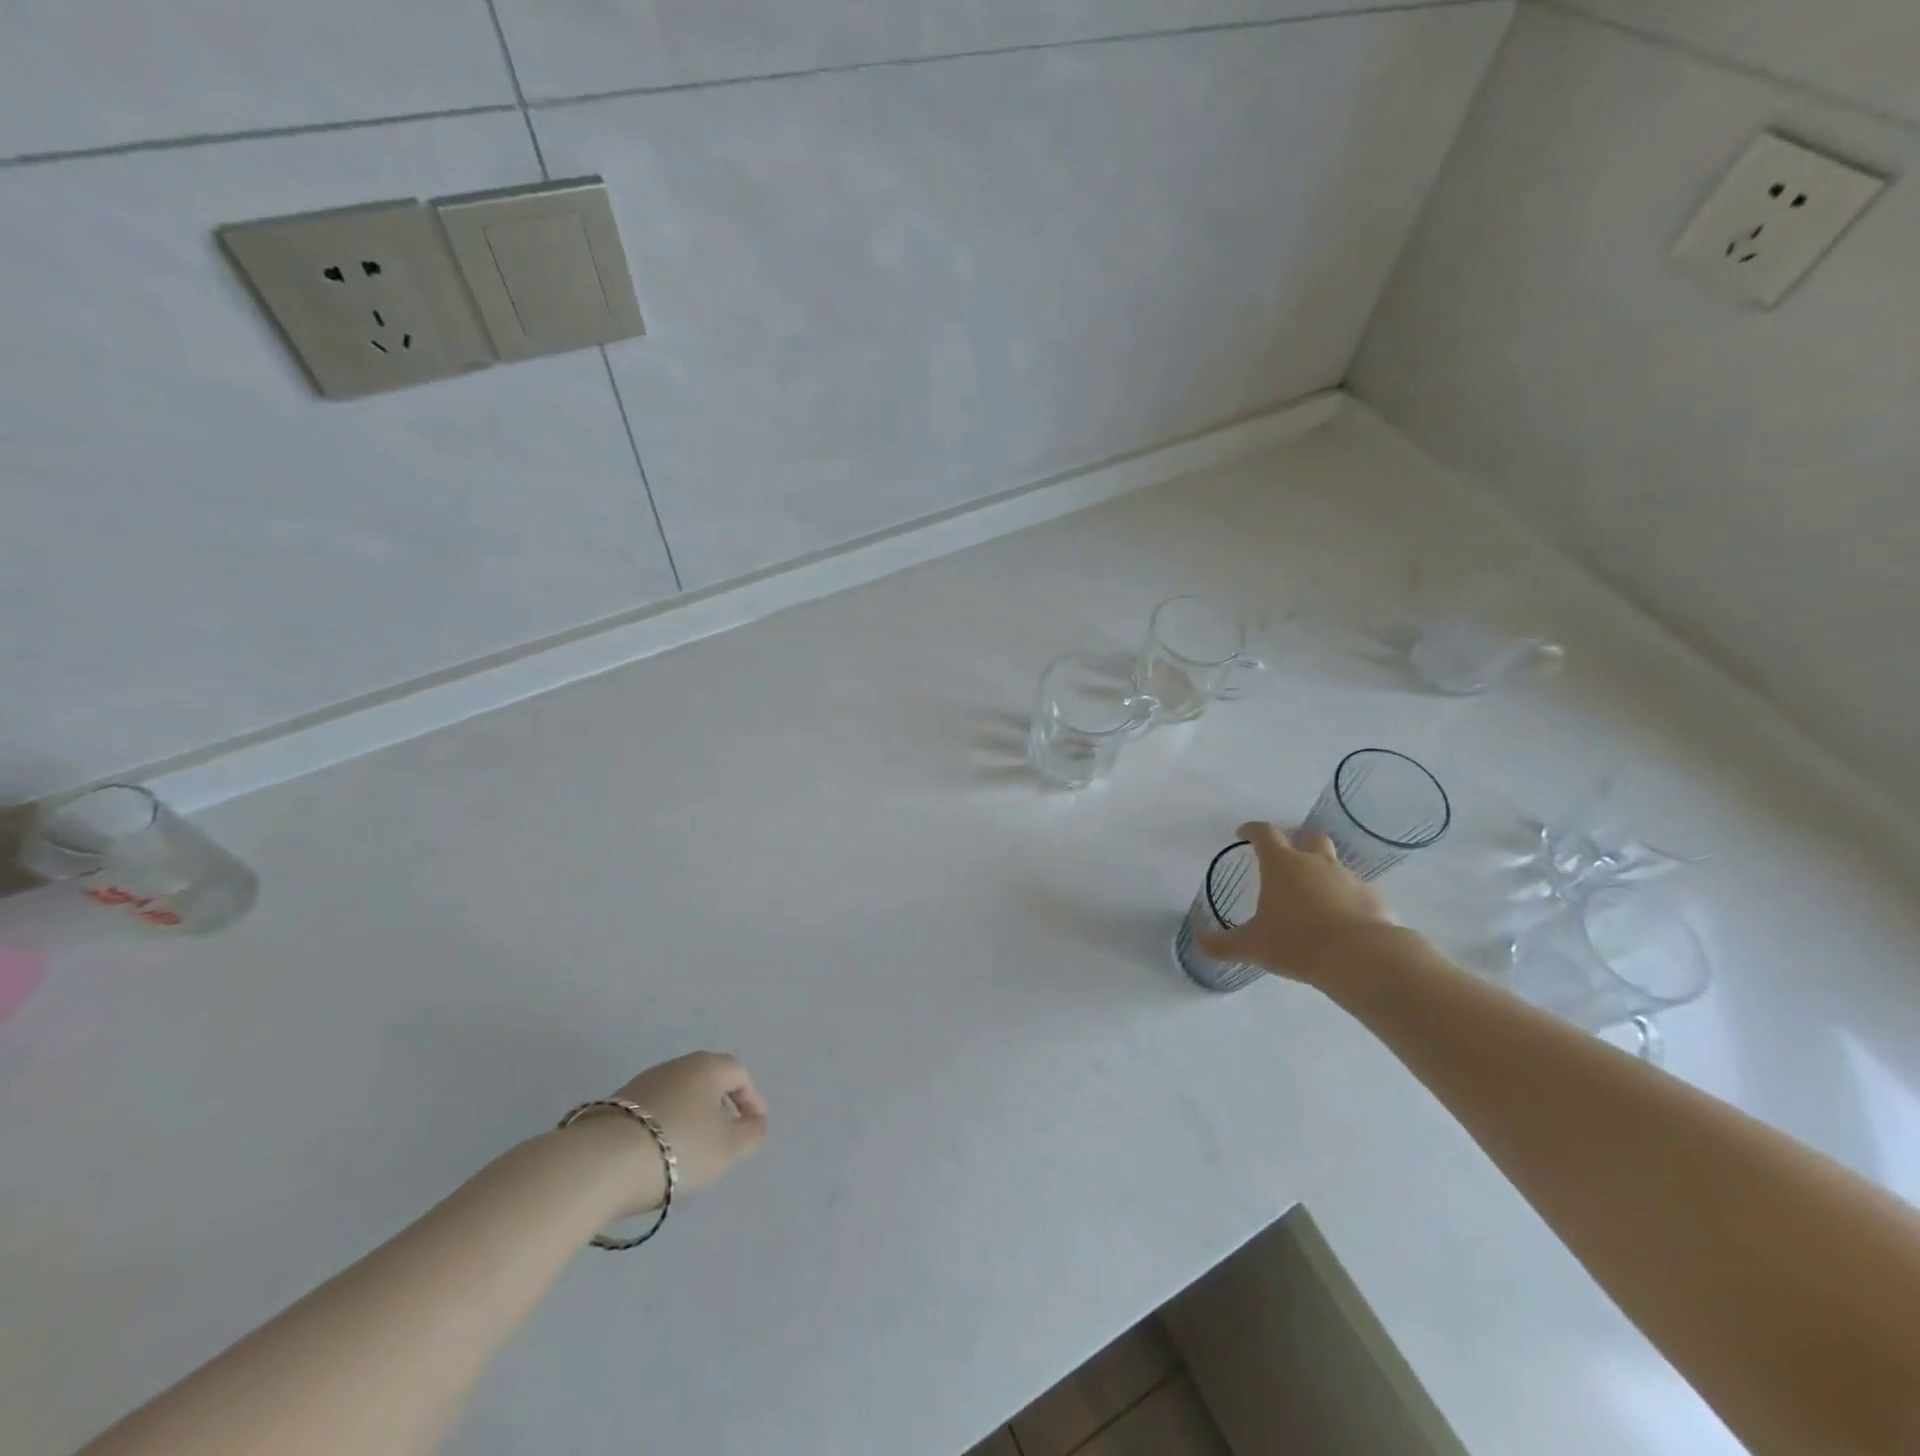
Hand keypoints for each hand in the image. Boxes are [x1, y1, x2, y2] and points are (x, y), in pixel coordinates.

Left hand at [569, 1051, 768, 1216]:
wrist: (600, 1164)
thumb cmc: (678, 1148)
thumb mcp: (727, 1148)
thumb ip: (750, 1134)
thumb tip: (756, 1123)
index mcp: (707, 1067)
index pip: (738, 1073)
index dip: (751, 1098)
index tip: (753, 1127)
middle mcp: (676, 1066)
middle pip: (706, 1080)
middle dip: (718, 1107)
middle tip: (723, 1138)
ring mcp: (641, 1084)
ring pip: (677, 1096)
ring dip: (688, 1118)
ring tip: (688, 1154)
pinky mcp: (613, 1106)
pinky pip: (651, 1113)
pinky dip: (661, 1129)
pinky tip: (656, 1157)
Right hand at [1196, 821, 1393, 983]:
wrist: (1362, 958)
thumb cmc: (1297, 942)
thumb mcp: (1252, 946)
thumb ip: (1222, 944)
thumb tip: (1199, 942)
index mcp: (1282, 864)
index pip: (1264, 833)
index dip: (1251, 830)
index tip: (1243, 833)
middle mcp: (1316, 862)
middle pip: (1309, 837)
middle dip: (1297, 841)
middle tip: (1286, 857)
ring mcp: (1348, 878)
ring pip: (1334, 865)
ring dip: (1322, 872)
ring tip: (1313, 897)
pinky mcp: (1373, 898)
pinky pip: (1356, 892)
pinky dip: (1346, 899)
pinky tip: (1341, 921)